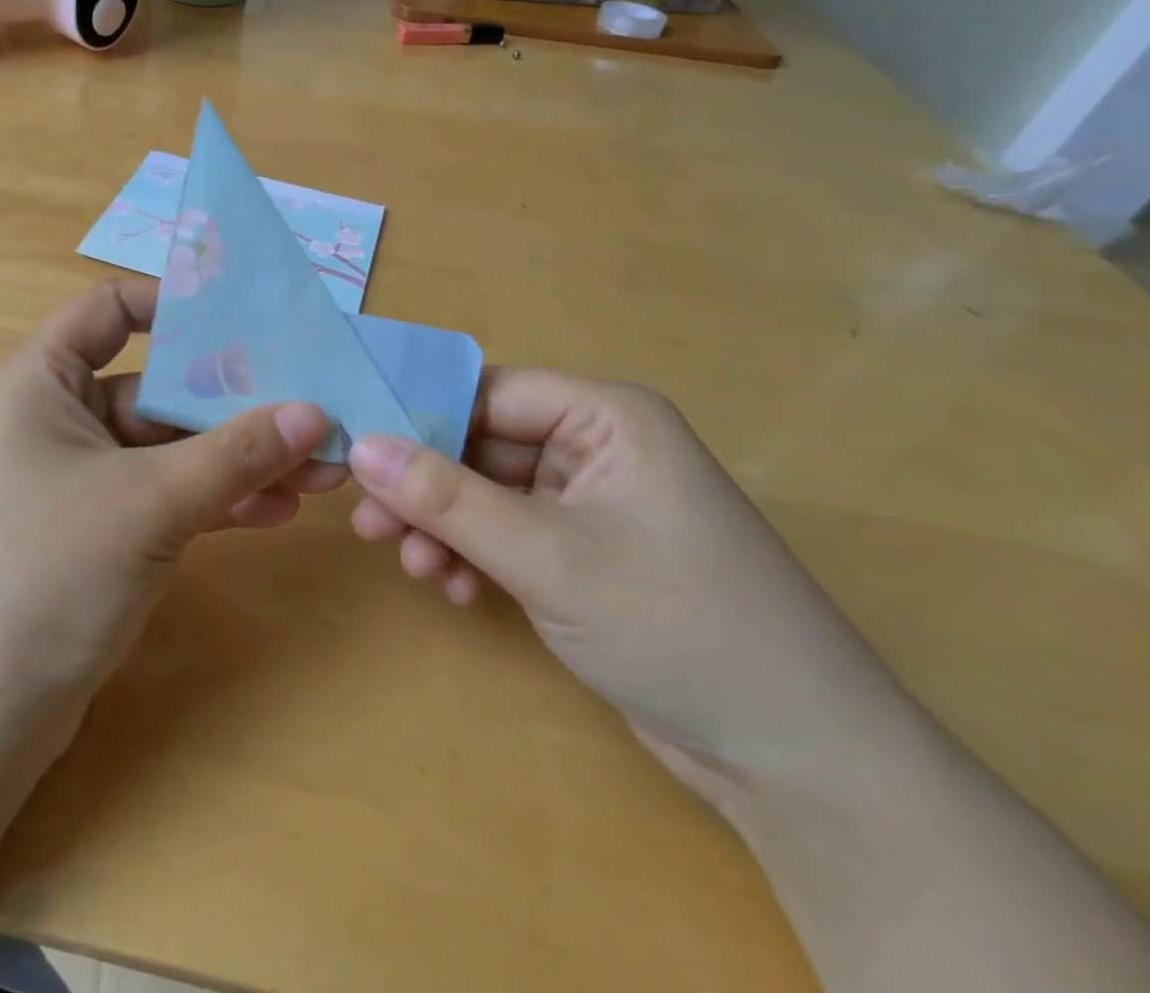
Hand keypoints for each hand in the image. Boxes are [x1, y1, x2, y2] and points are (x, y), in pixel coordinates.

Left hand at [0, 279, 344, 733]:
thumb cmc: (42, 576)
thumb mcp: (147, 502)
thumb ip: (234, 453)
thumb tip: (315, 412)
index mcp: (44, 379)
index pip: (112, 308)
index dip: (178, 305)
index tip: (251, 319)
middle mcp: (59, 417)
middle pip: (160, 386)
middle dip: (239, 403)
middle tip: (318, 414)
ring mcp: (81, 479)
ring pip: (171, 448)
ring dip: (240, 458)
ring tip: (320, 470)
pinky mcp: (99, 534)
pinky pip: (166, 496)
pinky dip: (216, 499)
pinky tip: (276, 511)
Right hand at [347, 370, 913, 806]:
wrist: (797, 761)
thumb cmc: (676, 624)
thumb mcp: (546, 556)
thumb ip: (446, 498)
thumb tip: (359, 447)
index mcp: (605, 417)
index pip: (487, 392)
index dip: (419, 417)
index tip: (358, 450)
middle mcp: (597, 447)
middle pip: (482, 446)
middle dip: (426, 488)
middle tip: (369, 523)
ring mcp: (591, 504)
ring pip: (488, 494)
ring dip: (446, 528)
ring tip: (415, 568)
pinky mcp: (586, 554)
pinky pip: (509, 534)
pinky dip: (476, 556)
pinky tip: (457, 591)